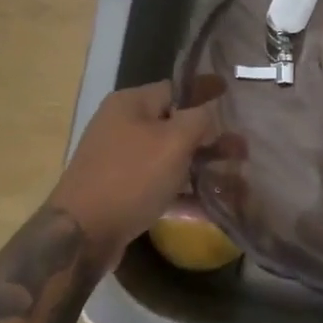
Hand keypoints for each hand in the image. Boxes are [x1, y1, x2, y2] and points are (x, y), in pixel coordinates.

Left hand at [47, 79, 223, 260]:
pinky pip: (158, 184)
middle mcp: (121, 125)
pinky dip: (181, 191)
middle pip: (174, 124)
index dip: (204, 90)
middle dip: (209, 137)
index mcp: (131, 103)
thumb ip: (198, 120)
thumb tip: (208, 114)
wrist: (81, 234)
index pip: (175, 88)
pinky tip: (208, 205)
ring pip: (168, 157)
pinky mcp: (119, 192)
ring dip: (199, 165)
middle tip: (241, 148)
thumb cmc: (131, 176)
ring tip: (233, 178)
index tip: (228, 90)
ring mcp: (118, 160)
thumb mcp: (173, 141)